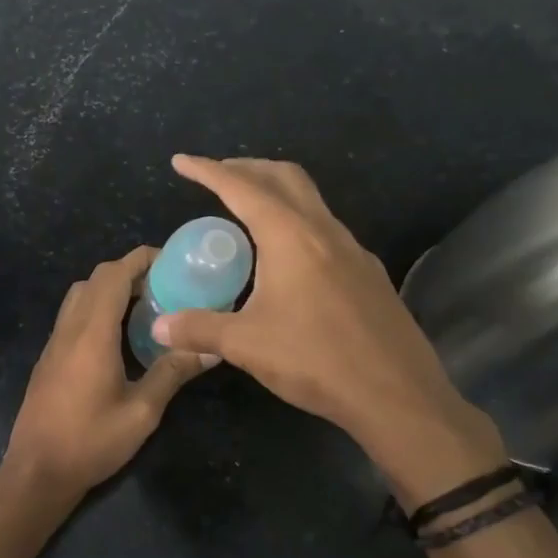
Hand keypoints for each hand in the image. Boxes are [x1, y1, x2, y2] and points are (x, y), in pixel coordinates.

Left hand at [4, 246, 211, 493]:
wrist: (37, 470)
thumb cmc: (91, 441)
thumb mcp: (142, 413)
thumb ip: (172, 374)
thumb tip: (209, 349)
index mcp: (92, 334)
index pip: (113, 276)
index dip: (140, 259)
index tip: (170, 260)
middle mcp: (70, 328)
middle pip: (95, 279)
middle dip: (128, 271)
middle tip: (164, 285)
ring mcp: (55, 341)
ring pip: (80, 294)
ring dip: (110, 288)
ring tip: (145, 306)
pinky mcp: (50, 356)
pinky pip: (73, 314)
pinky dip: (97, 306)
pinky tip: (119, 334)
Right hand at [151, 155, 507, 507]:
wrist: (398, 397)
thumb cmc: (316, 361)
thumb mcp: (246, 345)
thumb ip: (199, 329)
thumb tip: (159, 326)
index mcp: (291, 237)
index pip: (242, 188)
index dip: (207, 171)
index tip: (181, 161)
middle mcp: (324, 231)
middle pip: (284, 177)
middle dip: (247, 168)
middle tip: (216, 176)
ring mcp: (352, 250)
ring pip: (310, 200)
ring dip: (275, 192)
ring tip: (246, 212)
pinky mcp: (368, 273)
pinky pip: (325, 228)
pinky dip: (297, 221)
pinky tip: (286, 257)